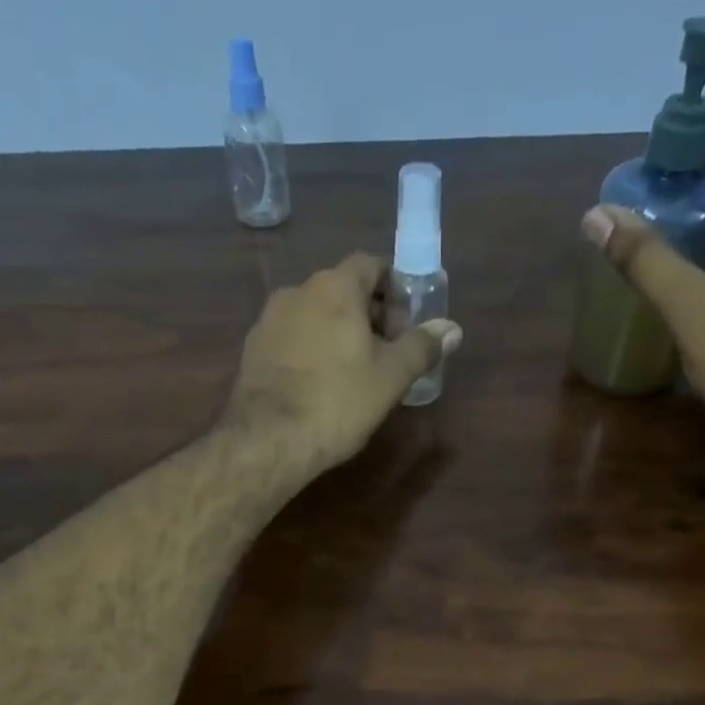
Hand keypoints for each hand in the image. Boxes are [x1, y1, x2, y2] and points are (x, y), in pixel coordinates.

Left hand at [222, 253, 461, 470]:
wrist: (269, 440)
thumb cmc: (338, 402)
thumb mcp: (391, 377)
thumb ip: (422, 347)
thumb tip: (452, 328)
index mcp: (335, 287)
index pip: (370, 265)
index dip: (394, 288)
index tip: (406, 320)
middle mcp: (297, 291)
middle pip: (342, 289)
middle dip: (368, 313)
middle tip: (387, 351)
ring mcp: (269, 320)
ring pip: (314, 314)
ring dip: (337, 331)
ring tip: (354, 370)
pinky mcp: (252, 350)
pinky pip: (292, 337)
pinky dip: (311, 349)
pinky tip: (319, 383)